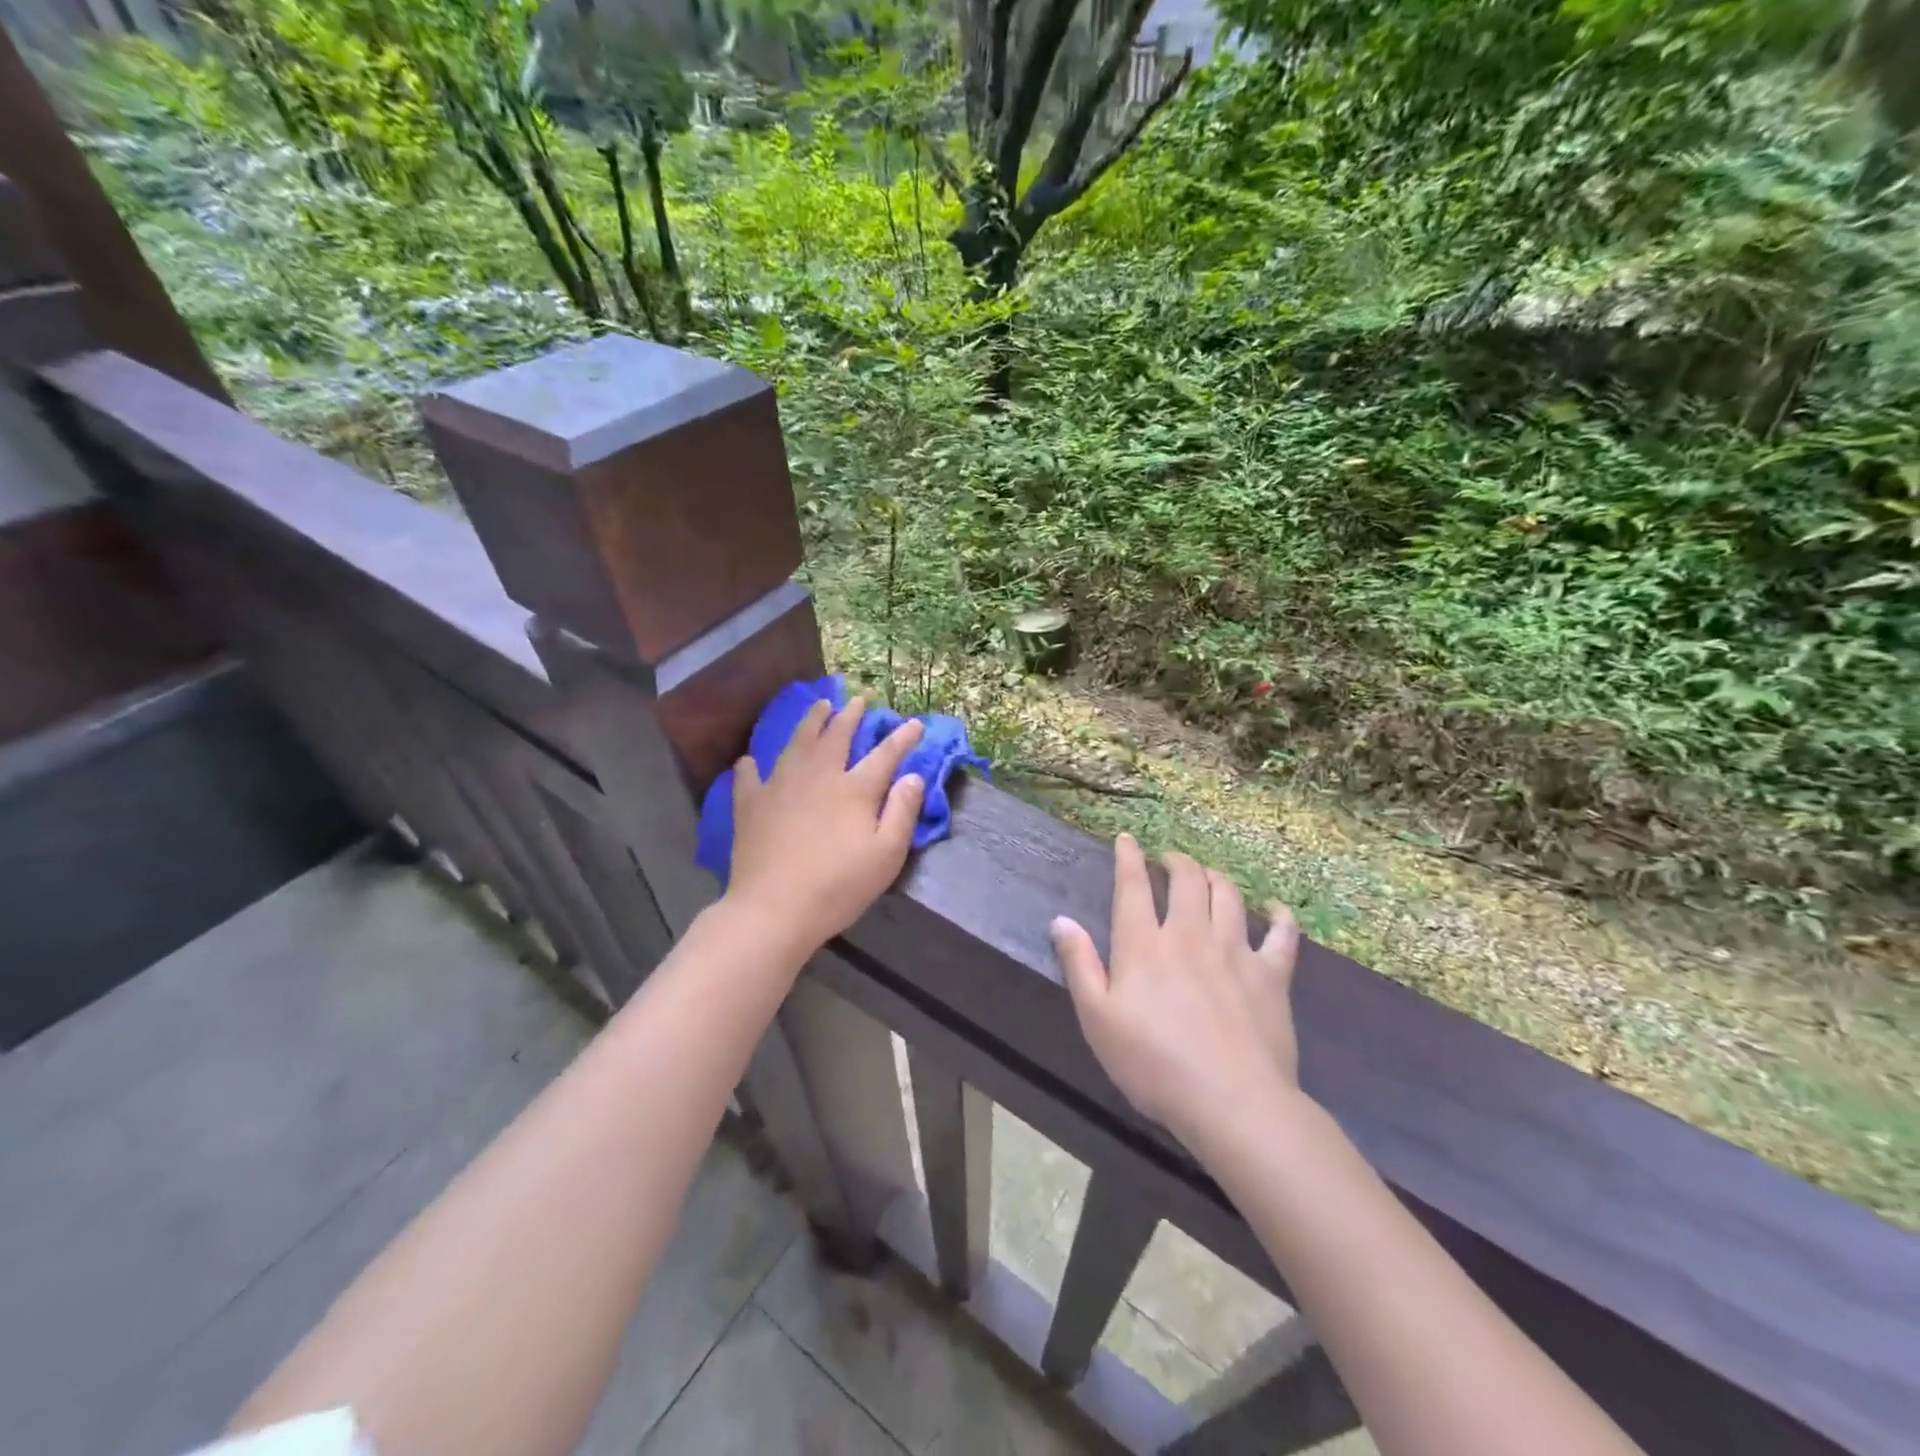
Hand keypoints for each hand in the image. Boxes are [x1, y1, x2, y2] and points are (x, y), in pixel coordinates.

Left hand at [726, 696, 925, 952]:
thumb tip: (913, 776)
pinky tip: (749, 760)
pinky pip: (749, 775)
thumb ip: (902, 812)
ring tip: (819, 705)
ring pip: (797, 742)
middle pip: (837, 735)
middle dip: (851, 715)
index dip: (902, 737)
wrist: (774, 909)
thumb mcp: (887, 855)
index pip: (885, 754)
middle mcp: (818, 775)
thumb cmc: (839, 886)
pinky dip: (751, 765)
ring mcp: (780, 785)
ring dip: (811, 721)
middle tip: (859, 699)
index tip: (914, 723)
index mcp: (854, 789)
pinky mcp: (751, 804)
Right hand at [1051, 834, 1301, 1147]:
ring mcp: (1235, 951)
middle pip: (1186, 880)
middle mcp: (1189, 934)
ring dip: (1216, 877)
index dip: (1128, 857)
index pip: (1133, 885)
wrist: (1231, 1102)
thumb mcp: (1097, 1019)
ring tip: (1208, 875)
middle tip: (1169, 860)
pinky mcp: (1272, 975)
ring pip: (1228, 895)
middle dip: (1176, 861)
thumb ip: (1079, 965)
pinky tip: (1275, 909)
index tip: (1126, 839)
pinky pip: (1281, 934)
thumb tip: (1062, 920)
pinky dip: (1279, 916)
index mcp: (1144, 945)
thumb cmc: (1153, 1064)